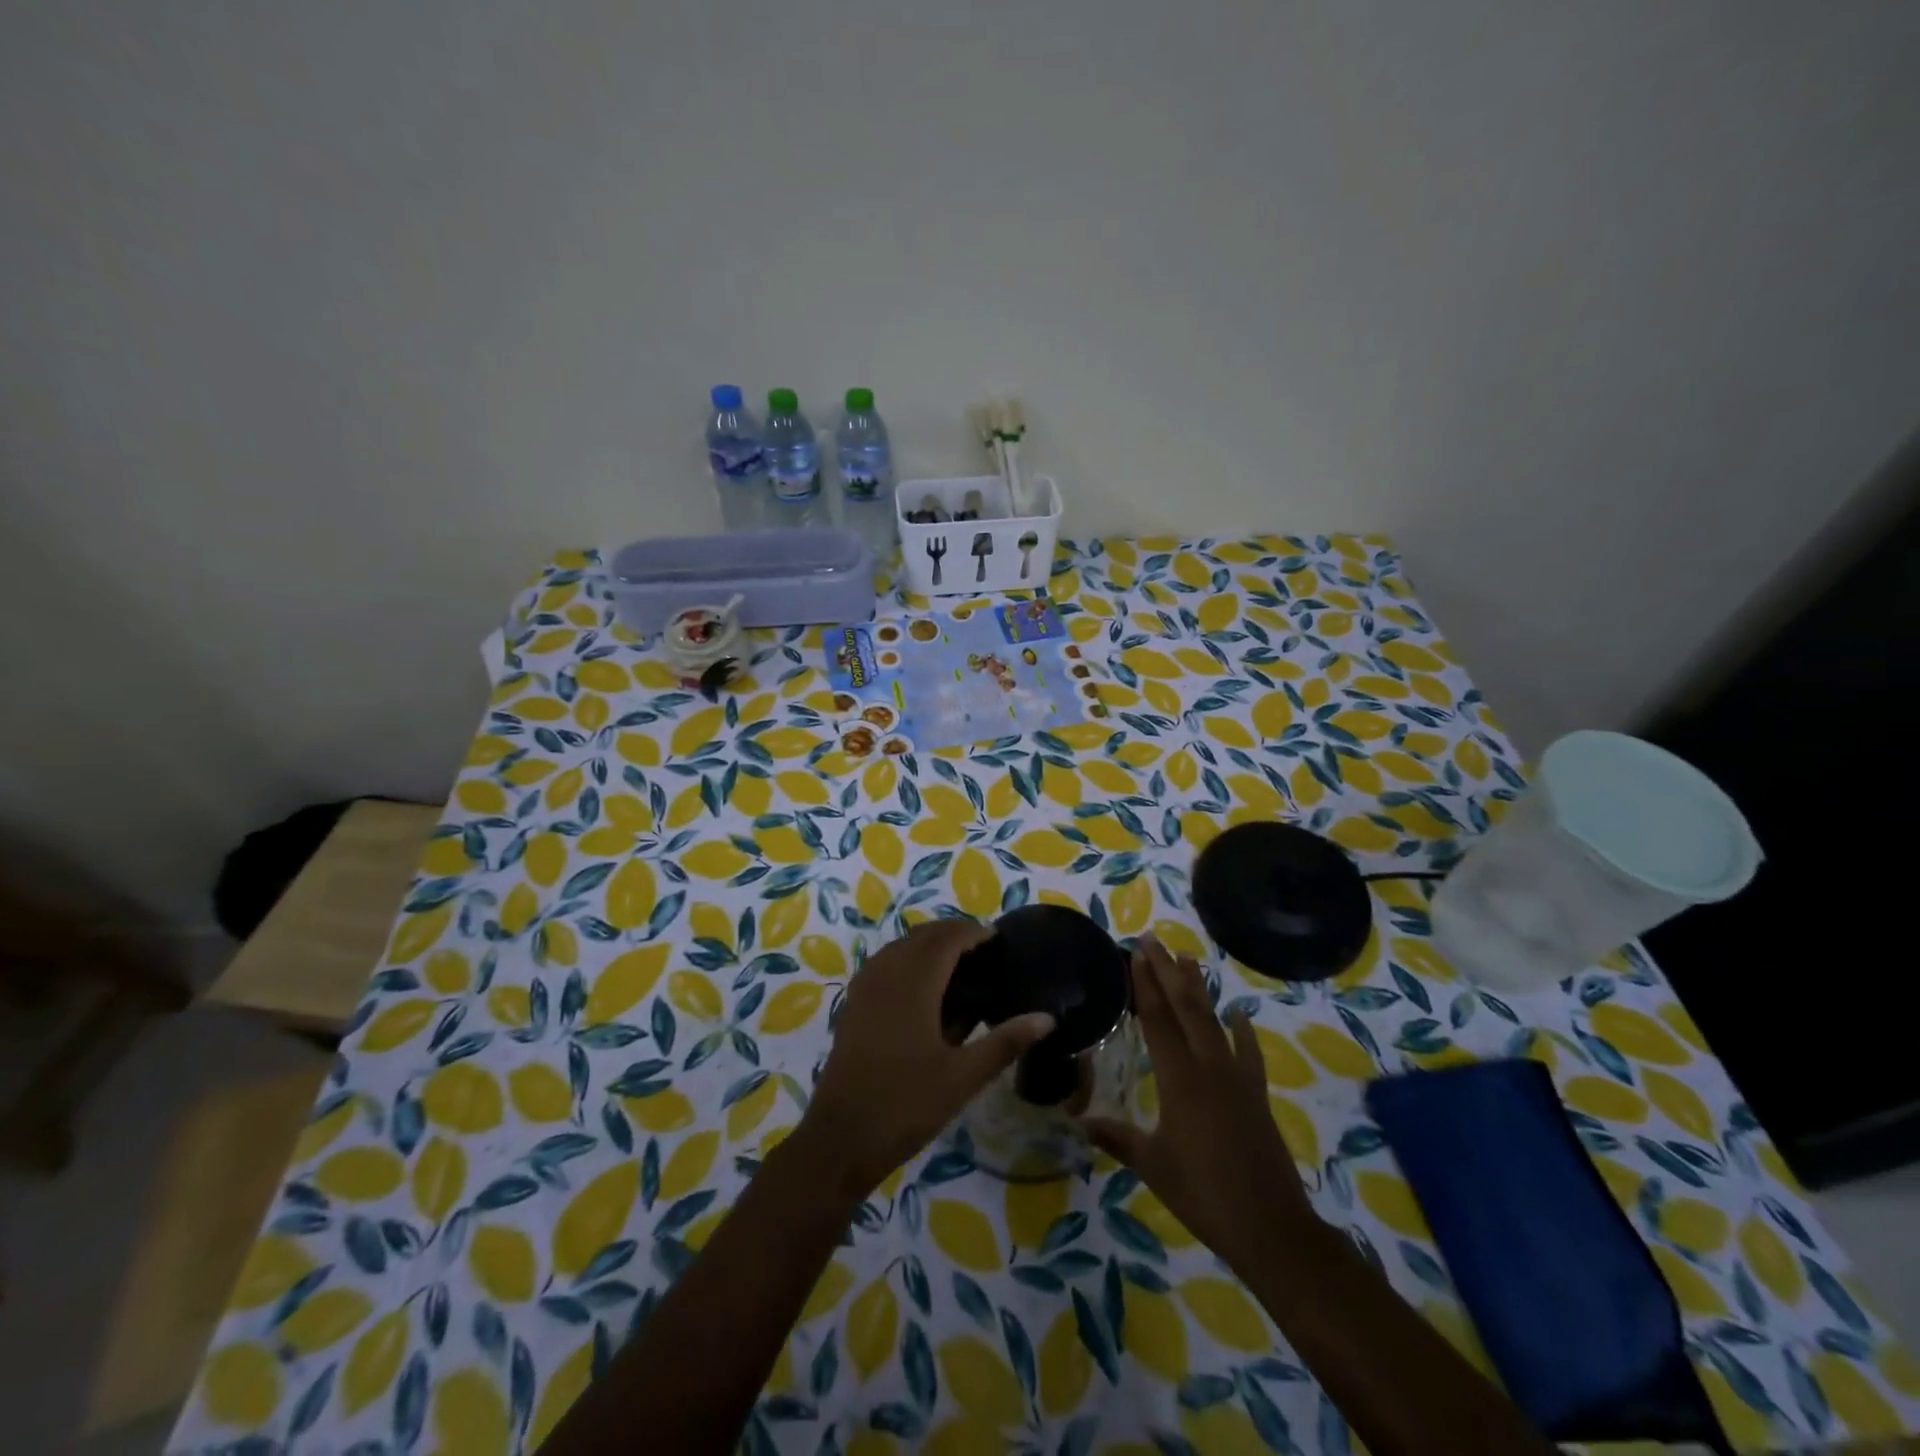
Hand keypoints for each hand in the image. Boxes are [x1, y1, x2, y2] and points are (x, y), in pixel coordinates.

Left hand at [796, 919, 1053, 1199]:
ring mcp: (864, 988)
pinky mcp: (853, 1005)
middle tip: (983, 951)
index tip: (998, 939)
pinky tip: (921, 987)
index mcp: (914, 983)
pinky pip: (883, 964)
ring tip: (957, 964)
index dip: (972, 932)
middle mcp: (886, 974)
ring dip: (928, 945)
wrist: (840, 1138)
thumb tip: (1046, 1018)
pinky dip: (906, 960)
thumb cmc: (906, 1105)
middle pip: (922, 937)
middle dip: (952, 934)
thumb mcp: (963, 1077)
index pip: (946, 939)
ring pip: (900, 947)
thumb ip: (1005, 1042)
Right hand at [1083, 936, 1316, 1269]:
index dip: (1145, 985)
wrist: (1271, 1227)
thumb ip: (1117, 1138)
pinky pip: (1248, 1053)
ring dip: (1199, 988)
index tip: (1136, 954)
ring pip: (1214, 1021)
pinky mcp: (1256, 1094)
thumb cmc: (1203, 1194)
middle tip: (1153, 940)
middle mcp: (1208, 1067)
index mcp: (1179, 1080)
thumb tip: (1080, 1121)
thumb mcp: (1152, 1166)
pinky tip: (1240, 1014)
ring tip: (1187, 958)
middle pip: (1185, 1008)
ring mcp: (1237, 1078)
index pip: (1157, 1020)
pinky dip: (1243, 1031)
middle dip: (1167, 971)